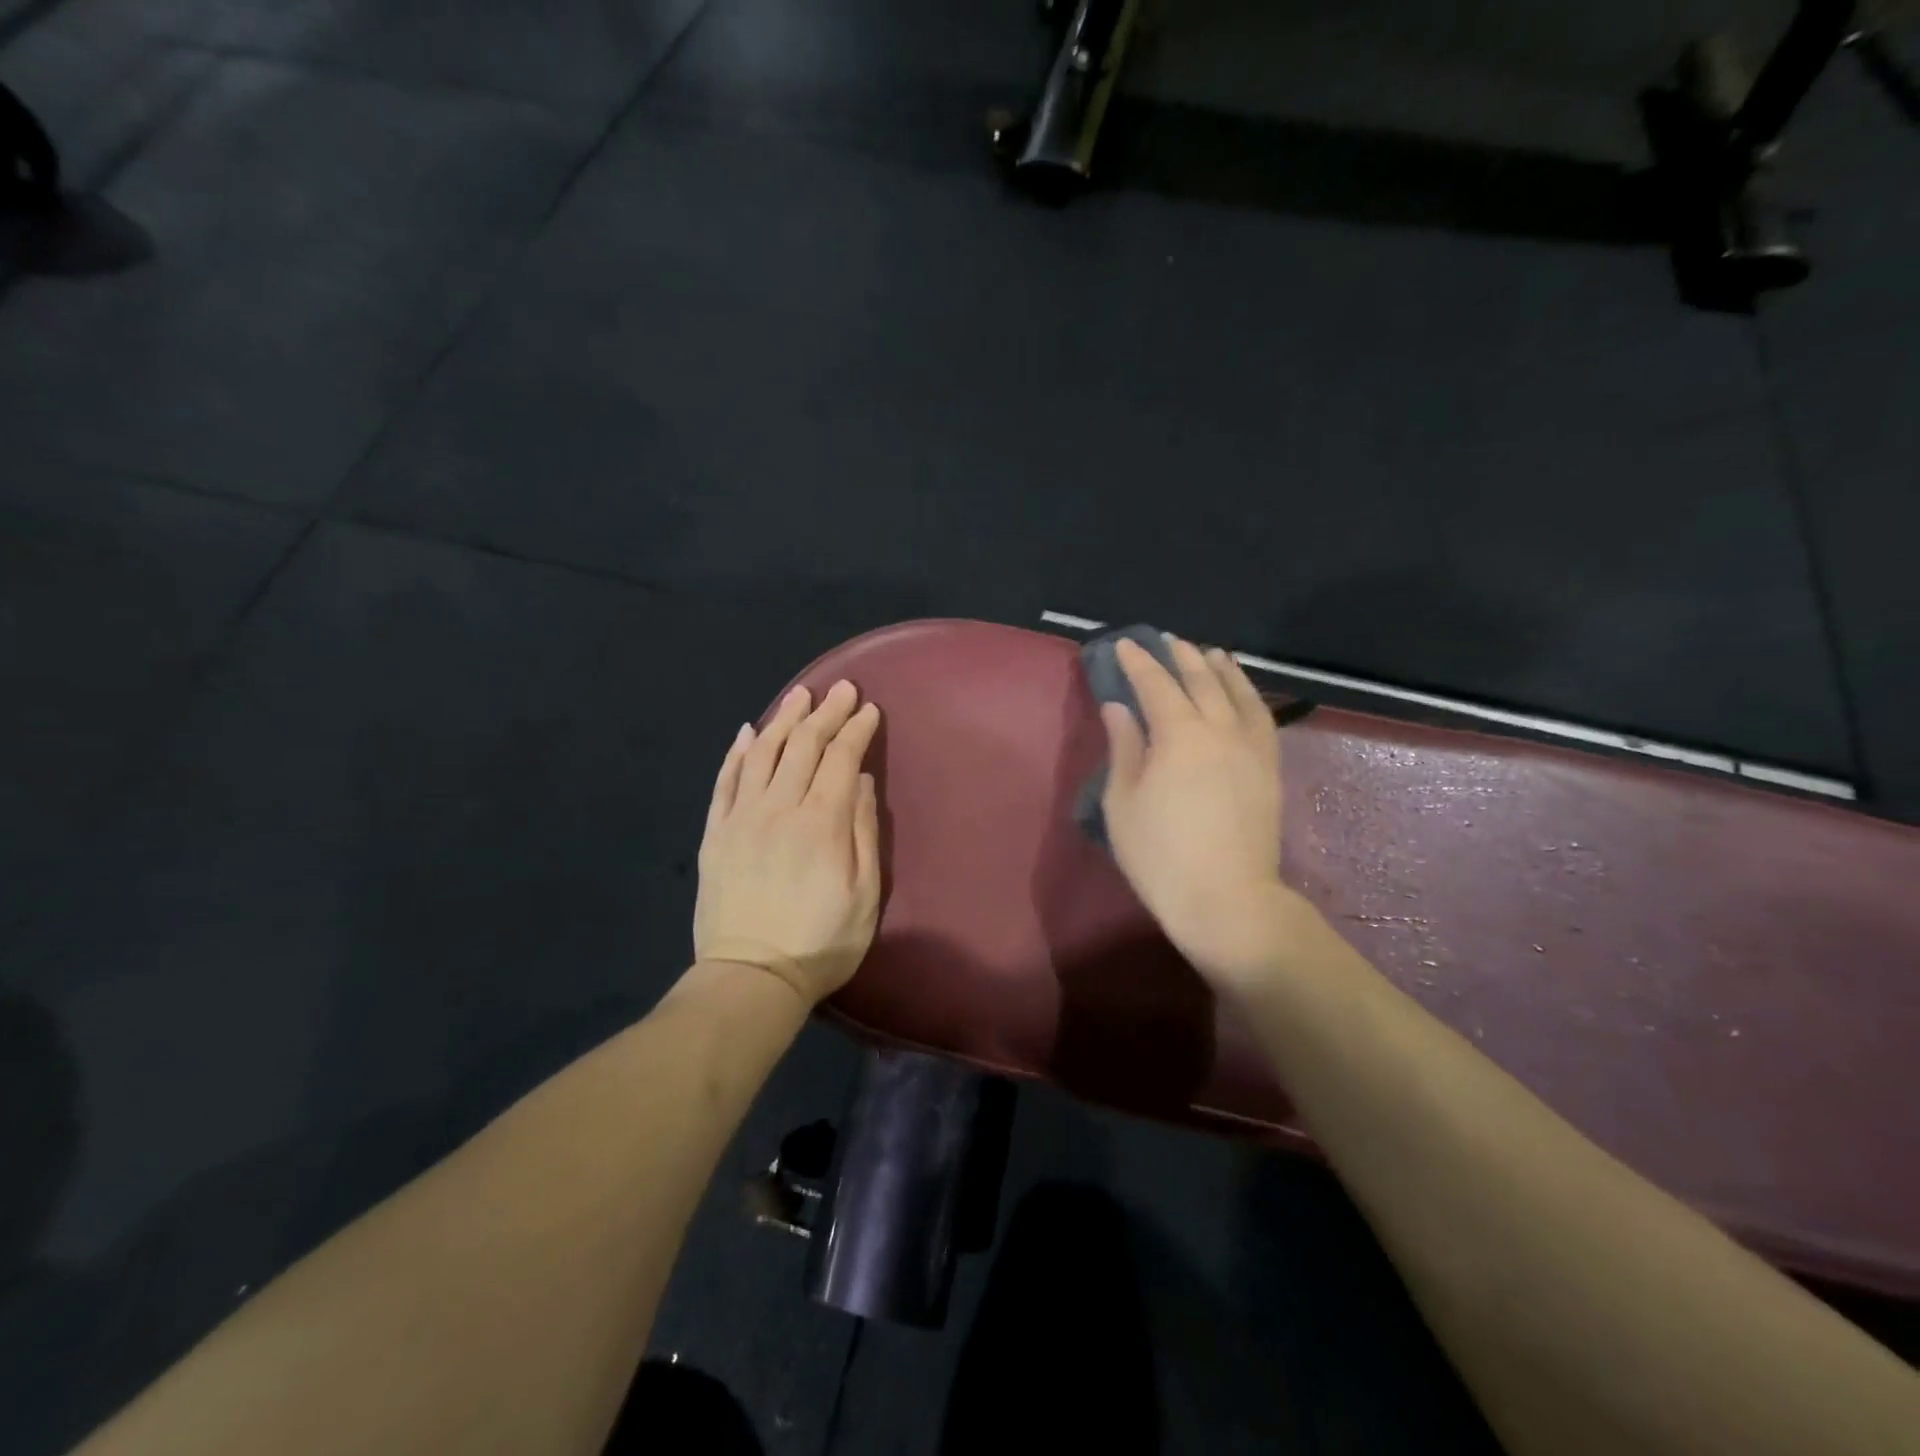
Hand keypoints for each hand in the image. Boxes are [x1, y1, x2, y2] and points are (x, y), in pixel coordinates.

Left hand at [695, 680, 881, 1005]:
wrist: (750, 979)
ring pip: (763, 753)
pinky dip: (738, 752)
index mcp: (822, 822)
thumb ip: (864, 832)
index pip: (842, 758)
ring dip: (784, 719)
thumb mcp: (864, 894)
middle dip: (826, 712)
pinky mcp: (715, 833)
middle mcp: (779, 807)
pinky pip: (725, 781)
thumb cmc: (821, 943)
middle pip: (804, 745)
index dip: (856, 729)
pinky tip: (748, 732)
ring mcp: (741, 817)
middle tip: (840, 688)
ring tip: (799, 696)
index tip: (868, 709)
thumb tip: (861, 781)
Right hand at [1100, 635, 1292, 989]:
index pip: (1156, 684)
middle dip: (1181, 656)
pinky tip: (1244, 695)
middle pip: (1201, 680)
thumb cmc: (1160, 854)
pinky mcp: (1269, 769)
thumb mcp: (1123, 802)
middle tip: (1165, 640)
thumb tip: (1120, 707)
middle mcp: (1220, 729)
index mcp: (1179, 734)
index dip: (1138, 662)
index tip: (1124, 644)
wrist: (1226, 898)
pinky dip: (1250, 696)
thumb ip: (1124, 747)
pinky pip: (1262, 718)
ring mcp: (1251, 748)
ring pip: (1239, 693)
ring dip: (1221, 668)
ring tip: (1210, 653)